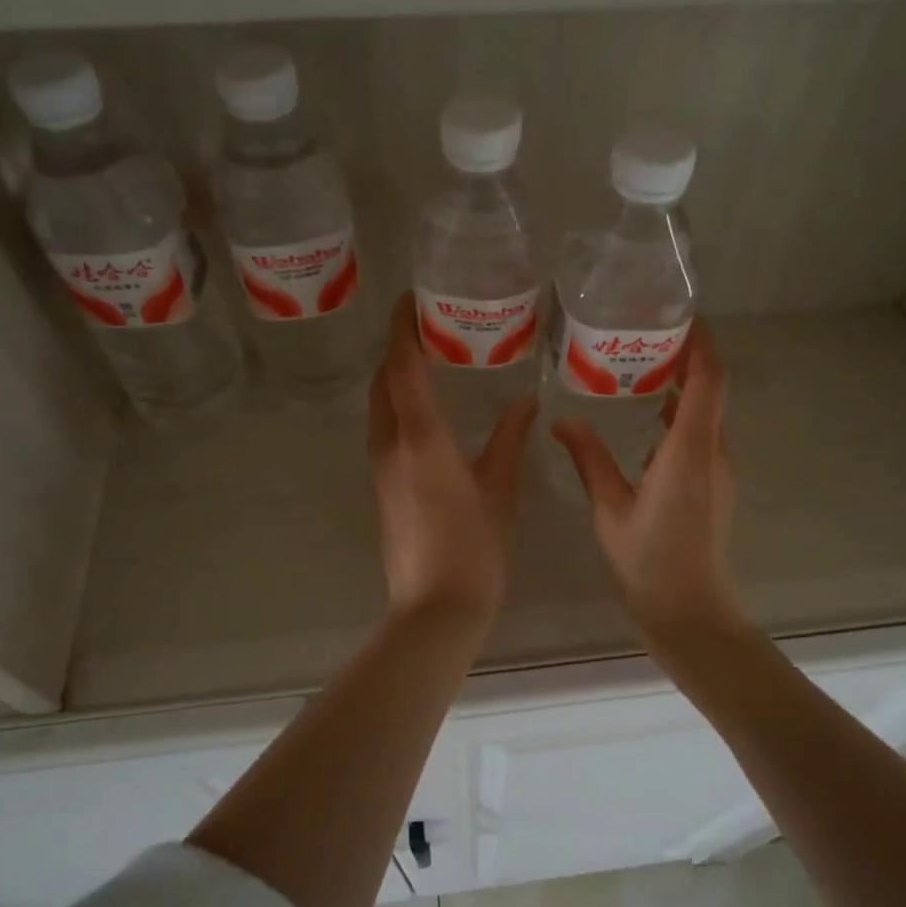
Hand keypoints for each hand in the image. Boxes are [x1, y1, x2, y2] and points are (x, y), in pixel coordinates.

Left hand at [370, 293, 537, 623]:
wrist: (434, 608)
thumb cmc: (474, 546)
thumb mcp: (500, 488)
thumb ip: (509, 439)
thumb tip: (526, 403)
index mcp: (420, 437)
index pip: (402, 366)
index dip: (402, 328)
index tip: (409, 298)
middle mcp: (391, 443)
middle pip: (383, 381)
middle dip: (398, 348)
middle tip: (427, 326)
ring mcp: (380, 467)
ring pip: (379, 406)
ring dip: (395, 377)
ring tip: (429, 361)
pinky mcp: (382, 487)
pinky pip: (384, 429)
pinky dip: (398, 406)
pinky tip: (426, 411)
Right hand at [551, 322, 744, 644]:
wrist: (691, 612)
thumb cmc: (650, 560)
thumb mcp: (610, 508)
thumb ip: (589, 458)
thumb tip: (562, 420)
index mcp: (689, 451)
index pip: (708, 381)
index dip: (702, 344)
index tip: (682, 316)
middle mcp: (713, 453)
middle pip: (712, 391)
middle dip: (688, 359)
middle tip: (648, 336)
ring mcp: (719, 471)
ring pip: (707, 415)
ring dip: (685, 389)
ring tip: (643, 370)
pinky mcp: (715, 487)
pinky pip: (702, 438)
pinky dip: (681, 418)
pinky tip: (648, 423)